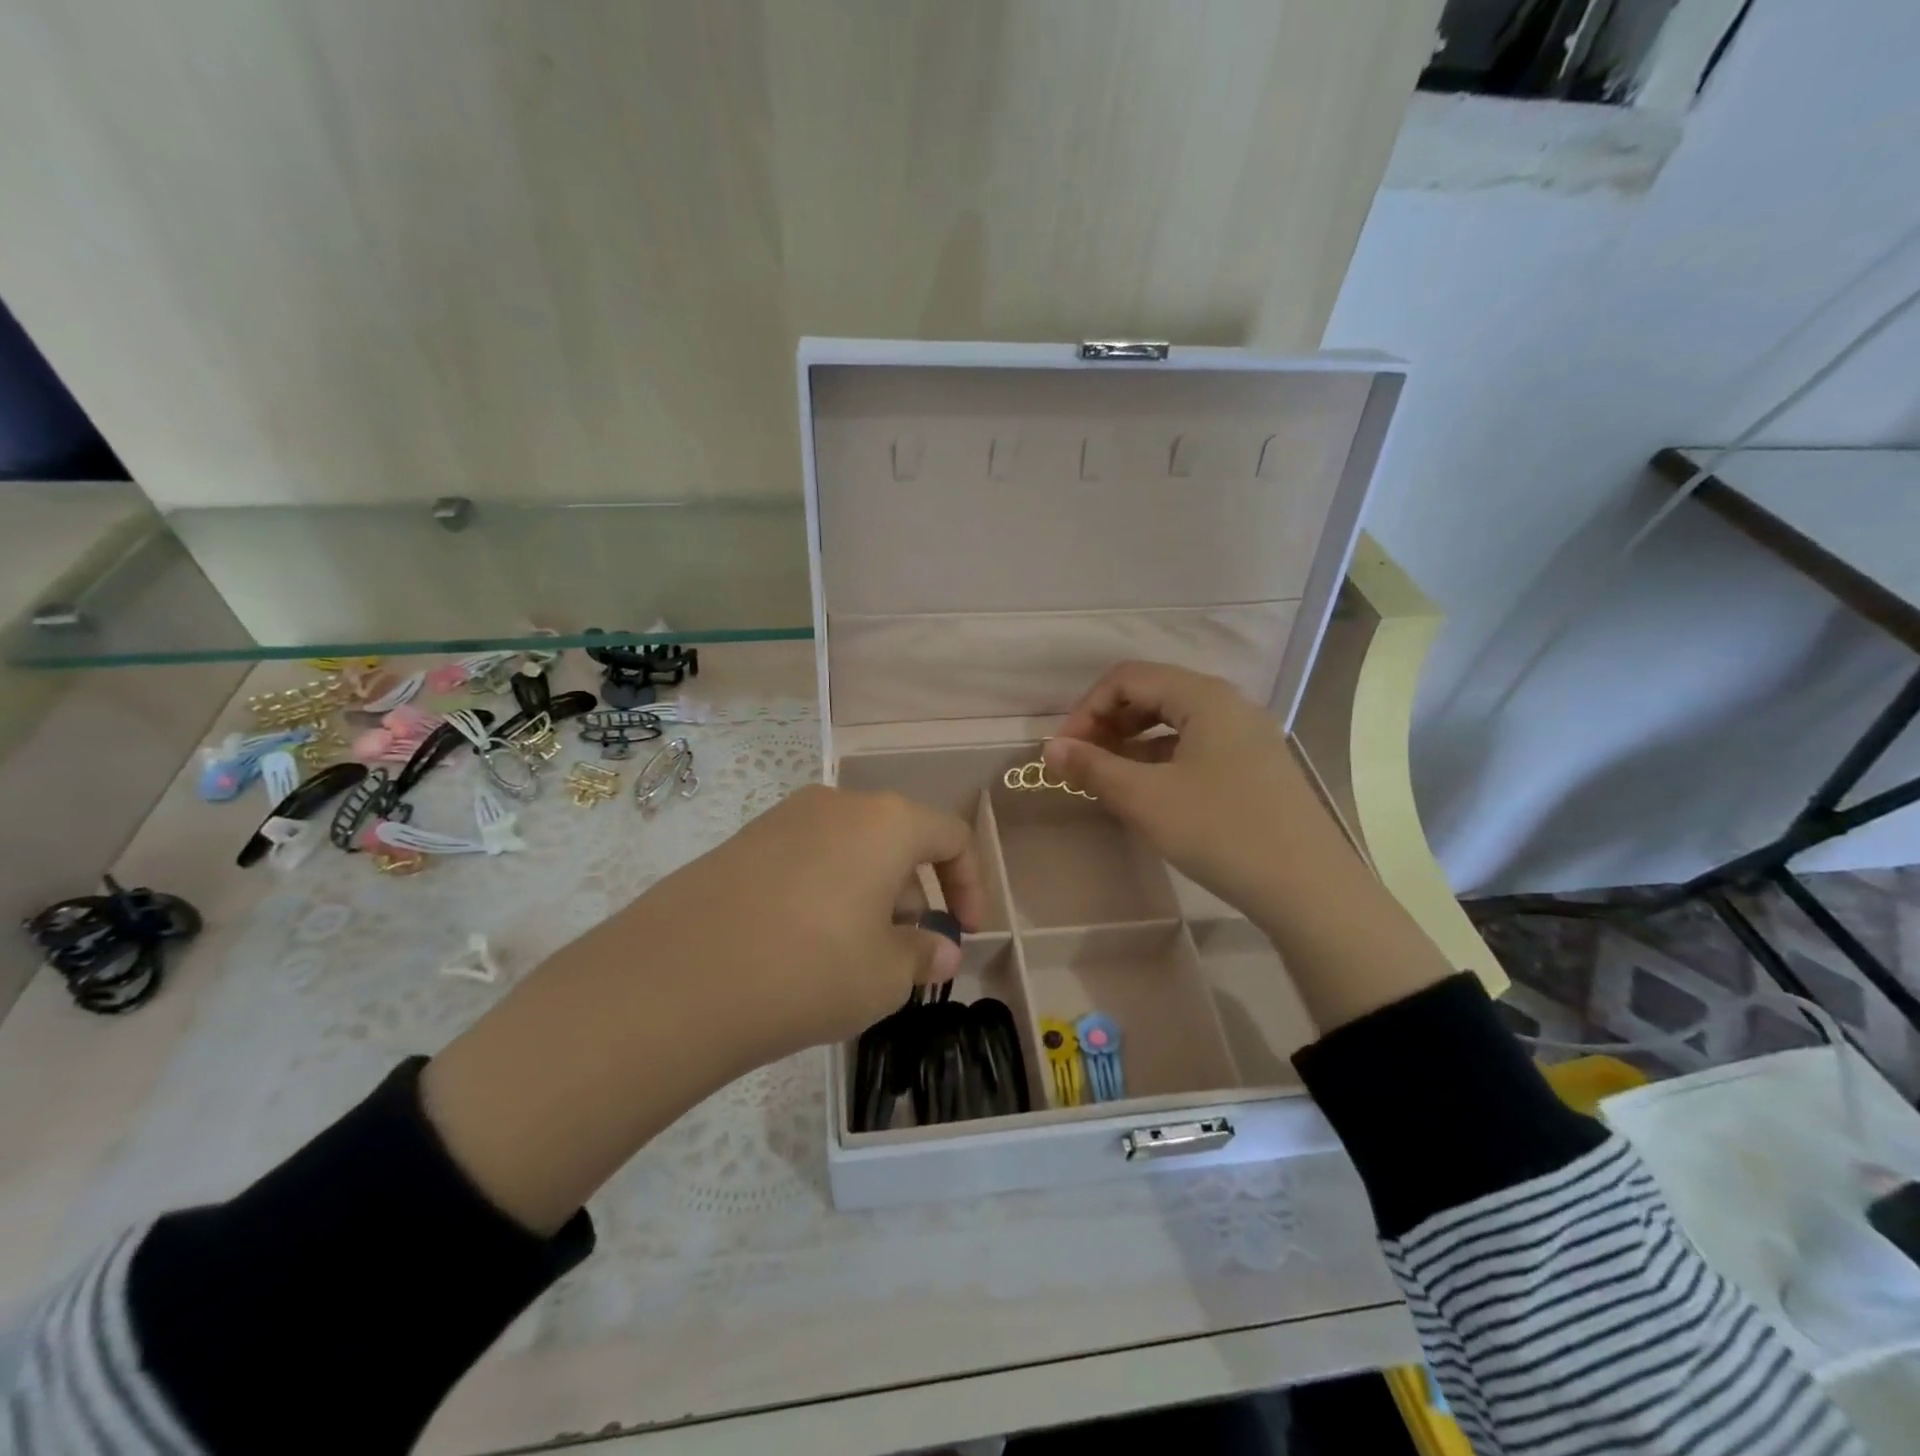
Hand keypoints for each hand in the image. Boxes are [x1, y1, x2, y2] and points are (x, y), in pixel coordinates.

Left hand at [632, 783, 984, 1054]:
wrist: (679, 978)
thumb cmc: (811, 968)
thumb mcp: (886, 975)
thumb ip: (925, 955)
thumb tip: (941, 949)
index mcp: (886, 822)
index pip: (951, 836)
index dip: (970, 885)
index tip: (965, 933)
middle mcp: (838, 804)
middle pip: (898, 840)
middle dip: (915, 895)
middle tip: (906, 952)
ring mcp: (783, 818)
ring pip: (850, 850)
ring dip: (870, 895)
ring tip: (853, 955)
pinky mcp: (742, 842)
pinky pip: (806, 860)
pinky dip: (825, 893)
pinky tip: (803, 946)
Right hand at [1041, 661, 1343, 931]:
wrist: (1310, 888)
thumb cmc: (1221, 831)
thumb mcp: (1147, 799)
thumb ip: (1094, 767)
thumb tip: (1050, 749)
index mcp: (1203, 696)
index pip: (1127, 678)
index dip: (1086, 709)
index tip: (1064, 751)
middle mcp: (1228, 704)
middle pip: (1152, 693)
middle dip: (1108, 723)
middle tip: (1082, 763)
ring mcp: (1246, 735)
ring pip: (1174, 721)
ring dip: (1132, 742)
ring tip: (1108, 778)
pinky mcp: (1255, 765)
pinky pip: (1196, 746)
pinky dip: (1161, 759)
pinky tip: (1148, 792)